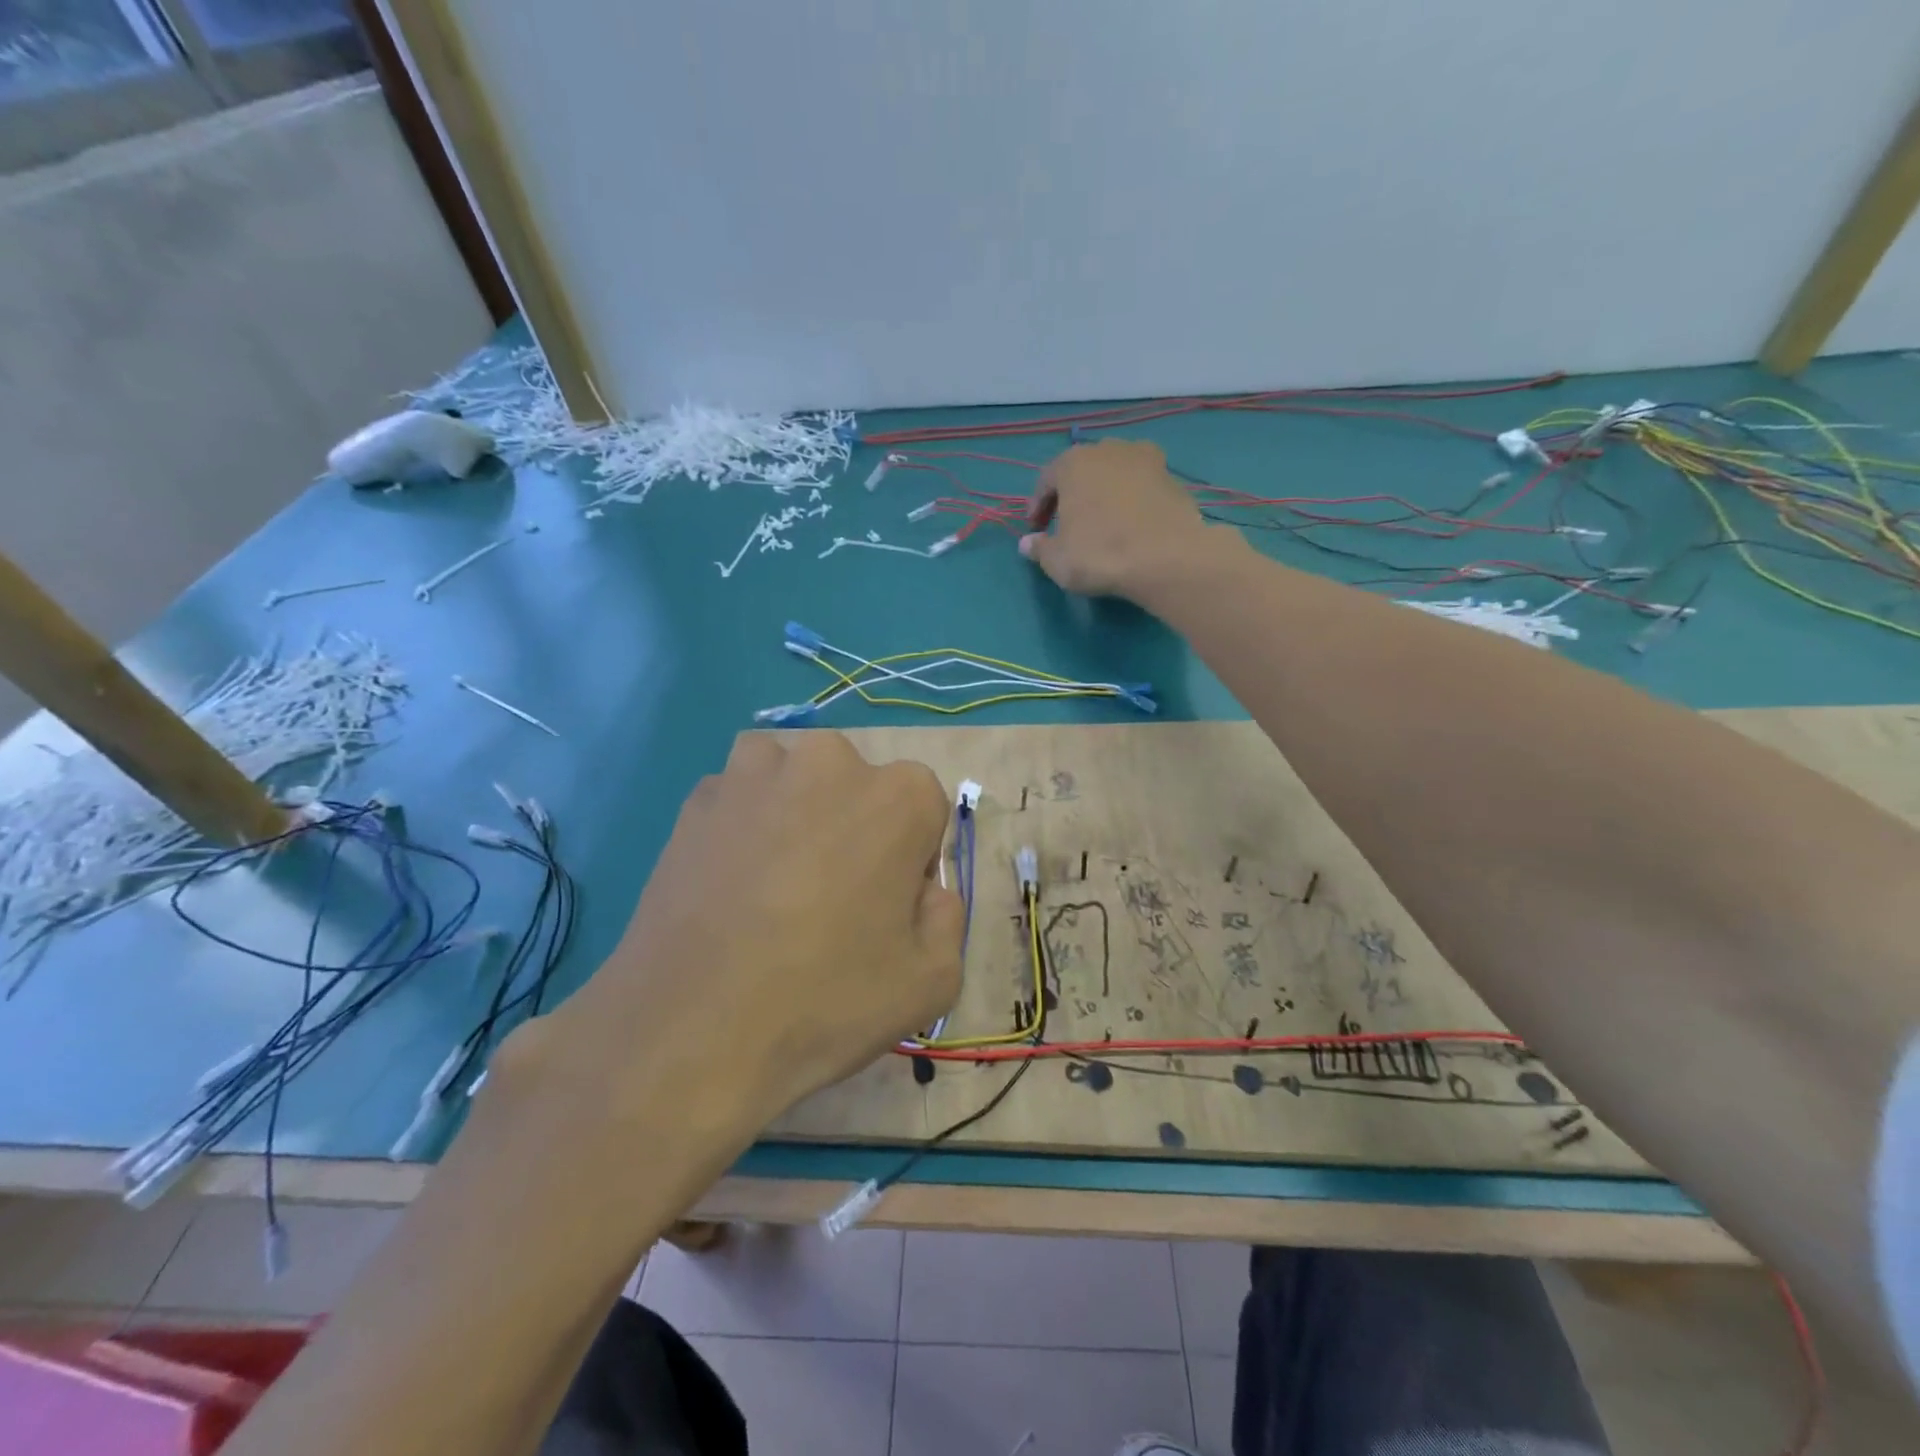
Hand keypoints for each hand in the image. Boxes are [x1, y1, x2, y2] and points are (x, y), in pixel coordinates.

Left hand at [519, 731, 963, 1135]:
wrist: (691, 1033)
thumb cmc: (826, 1003)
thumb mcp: (932, 981)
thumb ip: (948, 916)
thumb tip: (924, 890)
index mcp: (900, 795)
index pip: (924, 810)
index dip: (910, 860)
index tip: (886, 908)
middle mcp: (831, 761)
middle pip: (859, 788)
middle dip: (854, 829)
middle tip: (830, 899)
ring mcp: (756, 772)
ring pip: (796, 780)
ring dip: (797, 814)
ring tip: (776, 883)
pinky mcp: (699, 797)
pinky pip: (740, 798)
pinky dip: (744, 826)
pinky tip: (731, 885)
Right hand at [1021, 439, 1214, 598]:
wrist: (1167, 558)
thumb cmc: (1100, 554)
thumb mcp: (1057, 560)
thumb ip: (1039, 548)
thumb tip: (1027, 543)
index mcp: (1074, 462)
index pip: (1046, 480)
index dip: (1038, 506)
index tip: (1036, 528)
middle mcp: (1109, 450)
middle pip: (1083, 471)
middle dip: (1073, 494)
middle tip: (1068, 523)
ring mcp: (1147, 460)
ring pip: (1116, 475)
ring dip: (1106, 494)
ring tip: (1103, 522)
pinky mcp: (1173, 479)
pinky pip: (1143, 488)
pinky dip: (1133, 502)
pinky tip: (1132, 527)